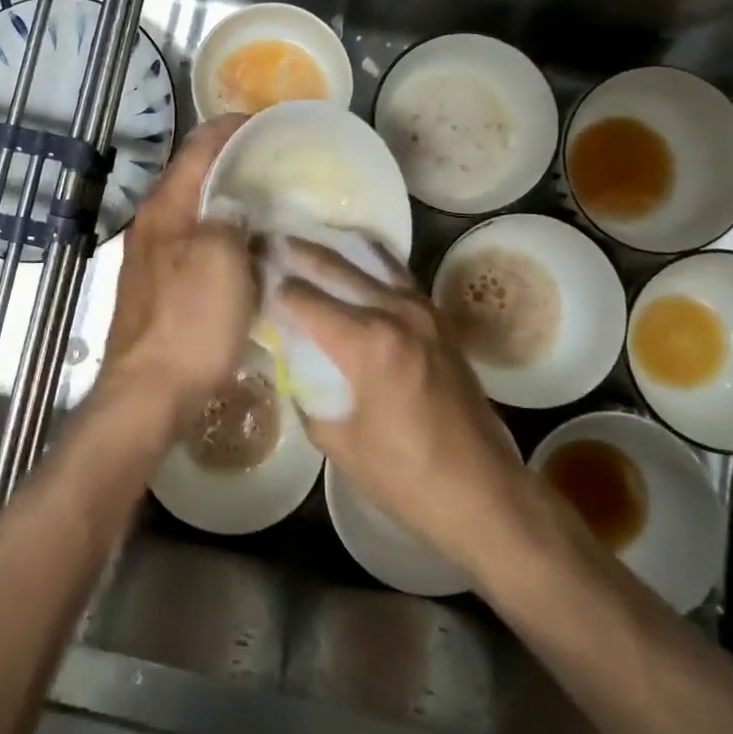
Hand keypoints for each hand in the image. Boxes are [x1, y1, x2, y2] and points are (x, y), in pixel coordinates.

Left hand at [93, 114, 258, 444]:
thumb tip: (236, 202)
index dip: (232, 127)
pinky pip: (195, 243)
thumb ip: (230, 220)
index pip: (198, 147)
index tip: (268, 123)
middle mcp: (153, 223)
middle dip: (232, 163)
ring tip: (270, 203)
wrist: (148, 392)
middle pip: (194, 177)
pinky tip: (248, 249)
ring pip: (195, 212)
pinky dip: (222, 235)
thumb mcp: (221, 262)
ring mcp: (151, 256)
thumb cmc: (189, 323)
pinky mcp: (157, 286)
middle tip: (277, 164)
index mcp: (166, 207)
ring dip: (228, 201)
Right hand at [277, 242, 566, 578]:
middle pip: (336, 267)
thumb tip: (289, 367)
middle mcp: (396, 312)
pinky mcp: (441, 321)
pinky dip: (371, 264)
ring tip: (305, 242)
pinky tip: (355, 263)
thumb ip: (307, 395)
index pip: (305, 299)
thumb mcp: (338, 441)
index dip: (272, 287)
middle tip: (268, 241)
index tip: (249, 274)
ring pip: (372, 261)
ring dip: (335, 251)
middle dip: (297, 253)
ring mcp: (424, 312)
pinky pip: (399, 277)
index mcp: (367, 342)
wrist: (482, 492)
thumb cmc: (404, 475)